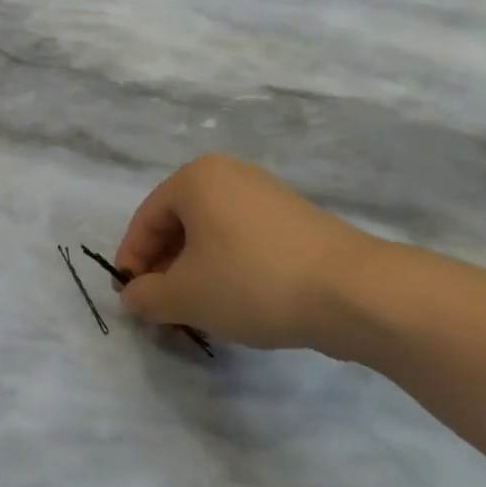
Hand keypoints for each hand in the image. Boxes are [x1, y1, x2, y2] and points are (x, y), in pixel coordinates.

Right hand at [113, 155, 384, 357]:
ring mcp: (265, 194)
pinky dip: (227, 268)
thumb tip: (133, 297)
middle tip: (161, 309)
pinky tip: (235, 302)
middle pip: (177, 225)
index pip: (145, 221)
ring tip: (196, 311)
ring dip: (194, 272)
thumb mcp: (186, 296)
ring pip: (210, 235)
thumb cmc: (253, 282)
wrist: (356, 292)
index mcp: (195, 179)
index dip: (131, 262)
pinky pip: (242, 240)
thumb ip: (146, 297)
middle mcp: (228, 175)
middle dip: (164, 269)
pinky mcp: (294, 219)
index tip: (129, 300)